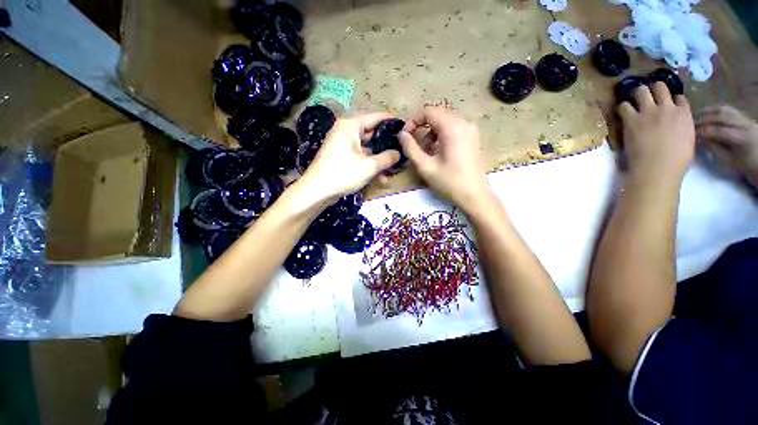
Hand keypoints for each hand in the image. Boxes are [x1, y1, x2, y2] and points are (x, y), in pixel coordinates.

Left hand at [300, 113, 399, 201]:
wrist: (317, 192)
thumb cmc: (343, 174)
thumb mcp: (369, 166)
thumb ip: (387, 158)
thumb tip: (398, 153)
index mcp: (351, 126)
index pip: (375, 118)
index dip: (391, 121)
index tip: (405, 126)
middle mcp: (346, 132)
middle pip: (372, 134)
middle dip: (386, 145)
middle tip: (402, 149)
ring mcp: (343, 145)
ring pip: (367, 149)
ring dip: (379, 160)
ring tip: (394, 168)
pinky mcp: (341, 157)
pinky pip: (360, 157)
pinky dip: (369, 165)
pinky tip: (381, 179)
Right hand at [399, 106, 491, 210]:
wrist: (474, 196)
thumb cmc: (449, 182)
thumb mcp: (425, 166)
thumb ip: (410, 148)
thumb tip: (401, 134)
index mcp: (452, 127)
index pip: (429, 111)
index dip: (413, 121)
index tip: (406, 136)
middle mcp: (464, 123)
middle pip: (437, 115)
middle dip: (422, 127)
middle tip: (414, 145)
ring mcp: (471, 130)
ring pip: (445, 122)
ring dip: (431, 133)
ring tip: (426, 152)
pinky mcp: (473, 138)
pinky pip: (453, 129)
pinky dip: (441, 136)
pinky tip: (438, 153)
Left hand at [619, 82, 694, 183]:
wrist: (658, 167)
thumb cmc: (676, 160)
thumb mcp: (688, 138)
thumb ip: (682, 125)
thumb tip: (677, 123)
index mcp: (684, 113)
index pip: (678, 97)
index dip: (671, 98)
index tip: (665, 102)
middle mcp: (667, 107)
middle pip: (659, 87)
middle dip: (653, 89)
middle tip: (646, 95)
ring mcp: (648, 112)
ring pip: (641, 90)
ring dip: (636, 94)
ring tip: (633, 100)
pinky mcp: (632, 119)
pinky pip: (624, 106)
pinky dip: (622, 107)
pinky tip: (622, 112)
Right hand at [695, 105, 757, 187]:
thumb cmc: (744, 164)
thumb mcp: (729, 160)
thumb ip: (715, 148)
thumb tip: (701, 138)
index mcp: (742, 138)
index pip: (718, 130)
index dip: (703, 131)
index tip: (689, 134)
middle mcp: (744, 124)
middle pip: (721, 116)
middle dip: (703, 119)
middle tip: (689, 123)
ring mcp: (745, 118)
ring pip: (724, 110)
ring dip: (708, 112)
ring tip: (695, 116)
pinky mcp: (743, 116)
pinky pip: (728, 109)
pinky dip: (715, 110)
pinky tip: (706, 114)